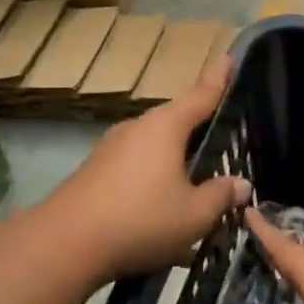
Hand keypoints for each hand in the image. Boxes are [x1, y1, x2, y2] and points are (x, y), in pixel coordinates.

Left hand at [28, 56, 250, 285]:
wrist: (62, 246)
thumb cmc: (140, 219)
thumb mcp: (194, 214)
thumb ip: (221, 196)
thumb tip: (240, 184)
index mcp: (165, 127)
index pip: (200, 95)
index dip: (218, 78)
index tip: (228, 57)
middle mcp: (137, 128)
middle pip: (176, 122)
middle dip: (198, 131)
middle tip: (222, 141)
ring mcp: (111, 149)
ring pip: (154, 148)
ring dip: (175, 162)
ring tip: (195, 187)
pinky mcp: (94, 173)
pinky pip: (135, 168)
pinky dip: (153, 181)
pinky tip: (161, 211)